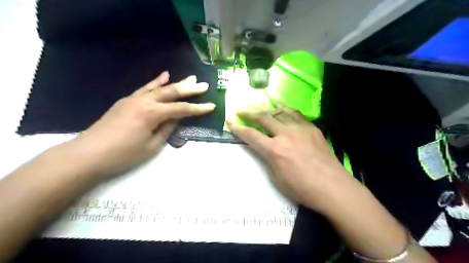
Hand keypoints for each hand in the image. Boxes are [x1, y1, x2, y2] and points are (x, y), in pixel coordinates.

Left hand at [60, 72, 215, 177]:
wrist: (87, 155)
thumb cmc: (122, 155)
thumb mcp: (151, 146)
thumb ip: (167, 129)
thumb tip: (176, 117)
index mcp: (152, 113)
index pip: (181, 109)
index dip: (198, 108)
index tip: (212, 106)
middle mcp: (144, 101)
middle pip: (171, 93)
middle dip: (189, 89)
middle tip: (204, 85)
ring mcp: (133, 99)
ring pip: (159, 88)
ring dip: (176, 83)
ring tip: (190, 78)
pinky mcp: (126, 101)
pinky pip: (145, 89)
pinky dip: (156, 82)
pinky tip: (164, 76)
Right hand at [228, 105, 355, 210]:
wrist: (333, 187)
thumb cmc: (302, 188)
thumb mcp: (276, 178)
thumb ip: (267, 159)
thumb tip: (263, 148)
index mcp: (274, 150)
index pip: (251, 135)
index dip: (238, 128)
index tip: (229, 121)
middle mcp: (285, 135)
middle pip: (263, 118)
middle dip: (249, 112)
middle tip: (241, 108)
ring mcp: (300, 129)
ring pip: (279, 112)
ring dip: (266, 108)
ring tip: (258, 105)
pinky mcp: (312, 128)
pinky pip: (296, 114)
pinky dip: (285, 109)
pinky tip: (280, 106)